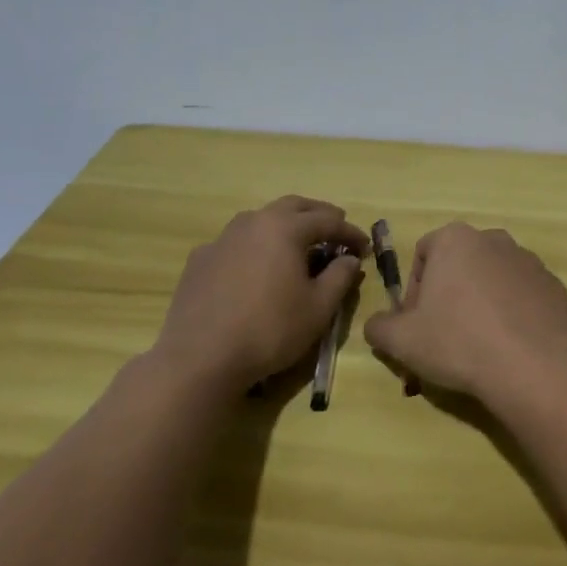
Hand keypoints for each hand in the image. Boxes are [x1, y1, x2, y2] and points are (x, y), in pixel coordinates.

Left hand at [149, 196, 367, 390]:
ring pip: (261, 220)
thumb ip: (340, 276)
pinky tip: (258, 269)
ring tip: (299, 246)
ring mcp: (221, 239)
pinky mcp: (200, 260)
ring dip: (285, 227)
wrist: (200, 359)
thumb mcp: (319, 307)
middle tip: (336, 231)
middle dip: (319, 216)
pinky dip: (256, 247)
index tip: (366, 248)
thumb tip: (350, 259)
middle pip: (293, 207)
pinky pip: (236, 243)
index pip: (328, 220)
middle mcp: (252, 222)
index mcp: (284, 228)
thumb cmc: (270, 330)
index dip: (351, 233)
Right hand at [363, 223, 566, 404]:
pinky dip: (513, 313)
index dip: (414, 291)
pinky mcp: (554, 286)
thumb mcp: (401, 340)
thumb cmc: (458, 342)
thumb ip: (379, 326)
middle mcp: (494, 239)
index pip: (423, 255)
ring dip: (482, 302)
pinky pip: (523, 295)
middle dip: (449, 295)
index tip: (417, 324)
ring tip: (479, 344)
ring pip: (493, 278)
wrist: (530, 365)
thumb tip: (378, 325)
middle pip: (460, 265)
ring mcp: (529, 261)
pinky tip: (509, 345)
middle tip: (445, 336)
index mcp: (455, 239)